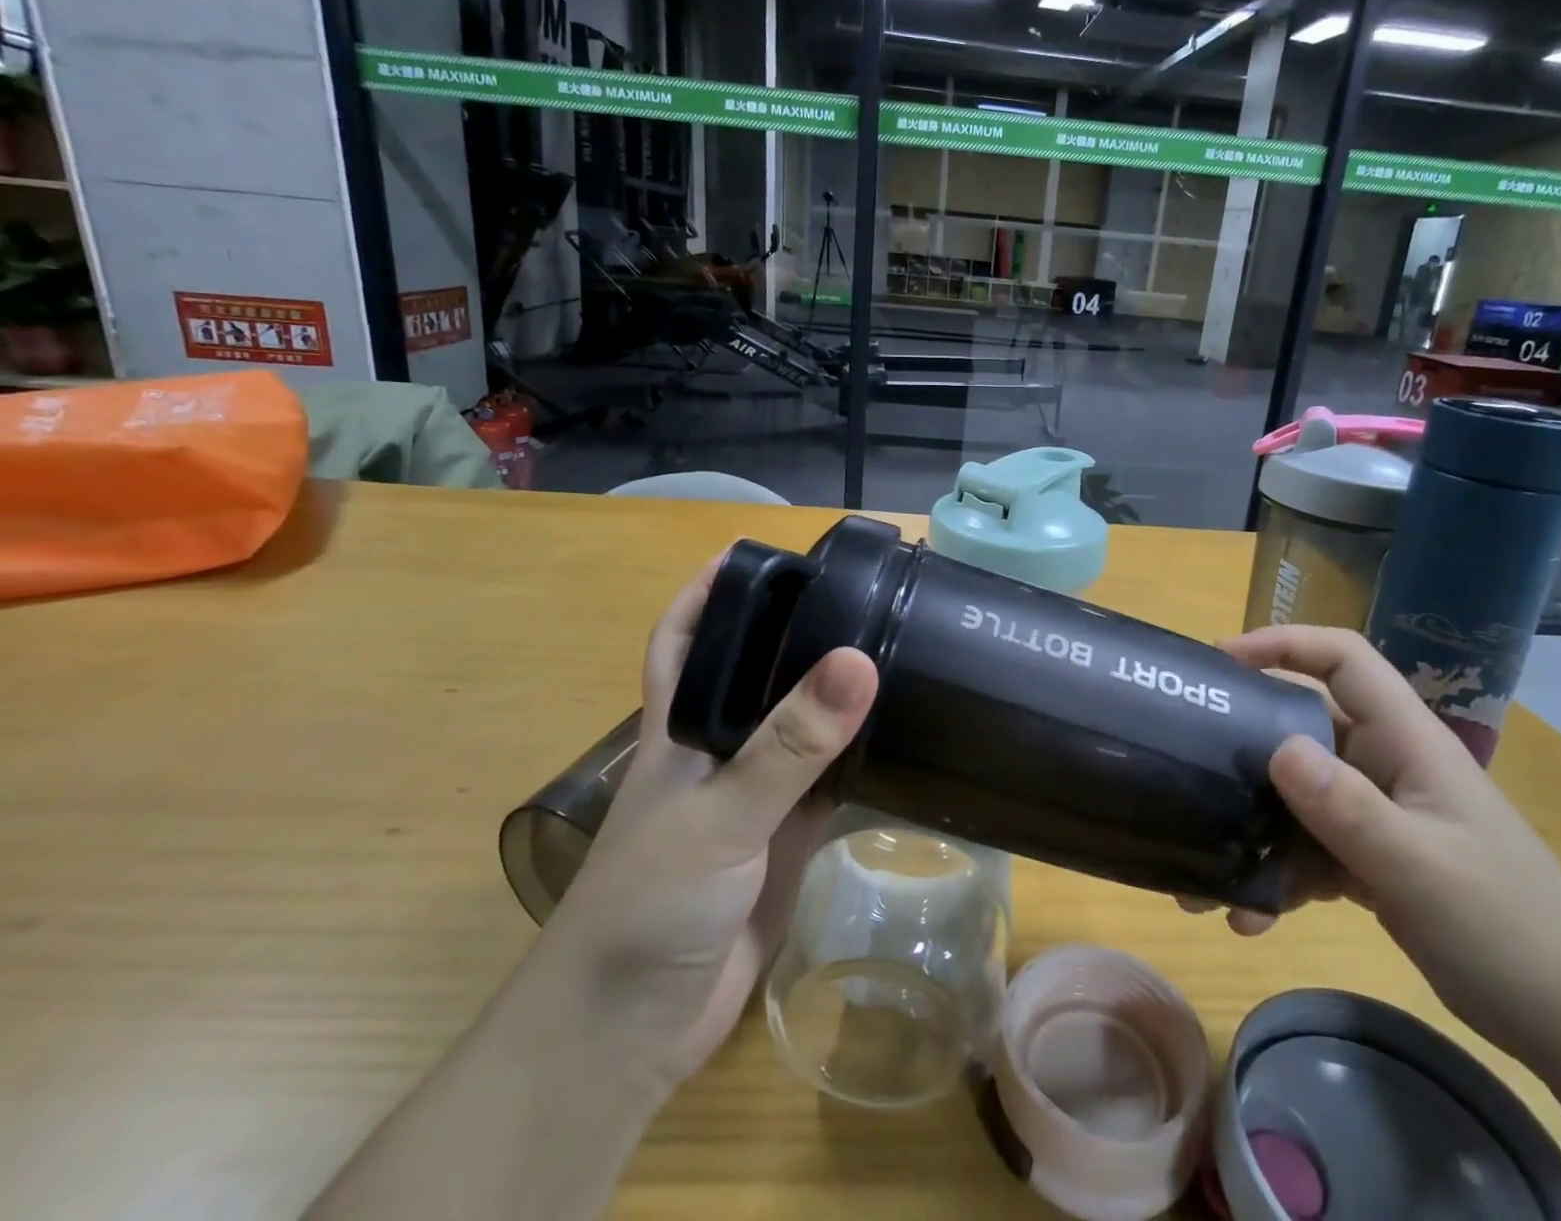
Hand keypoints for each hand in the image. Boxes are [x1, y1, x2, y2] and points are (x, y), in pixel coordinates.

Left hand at [533, 555, 878, 1089]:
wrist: (635, 1032)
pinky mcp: (785, 842)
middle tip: (857, 596)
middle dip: (794, 634)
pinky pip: (828, 786)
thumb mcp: (720, 813)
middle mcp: (717, 750)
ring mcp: (753, 798)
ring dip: (834, 697)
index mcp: (681, 727)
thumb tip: (859, 661)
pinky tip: (900, 737)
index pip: (685, 639)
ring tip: (892, 650)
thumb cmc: (651, 903)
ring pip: (799, 730)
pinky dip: (858, 761)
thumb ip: (789, 743)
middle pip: (754, 674)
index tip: (755, 554)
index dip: (708, 592)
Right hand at [1203, 625, 1560, 1067]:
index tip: (1221, 662)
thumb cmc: (1509, 928)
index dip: (1283, 644)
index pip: (1342, 659)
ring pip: (1295, 796)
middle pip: (1300, 727)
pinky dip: (1277, 877)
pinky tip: (1251, 918)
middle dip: (1243, 748)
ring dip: (1252, 831)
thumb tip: (1275, 746)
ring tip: (1203, 878)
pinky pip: (1307, 849)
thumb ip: (1348, 807)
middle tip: (1189, 767)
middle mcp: (1384, 765)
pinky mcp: (1370, 858)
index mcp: (1405, 741)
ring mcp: (1377, 813)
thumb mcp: (1421, 867)